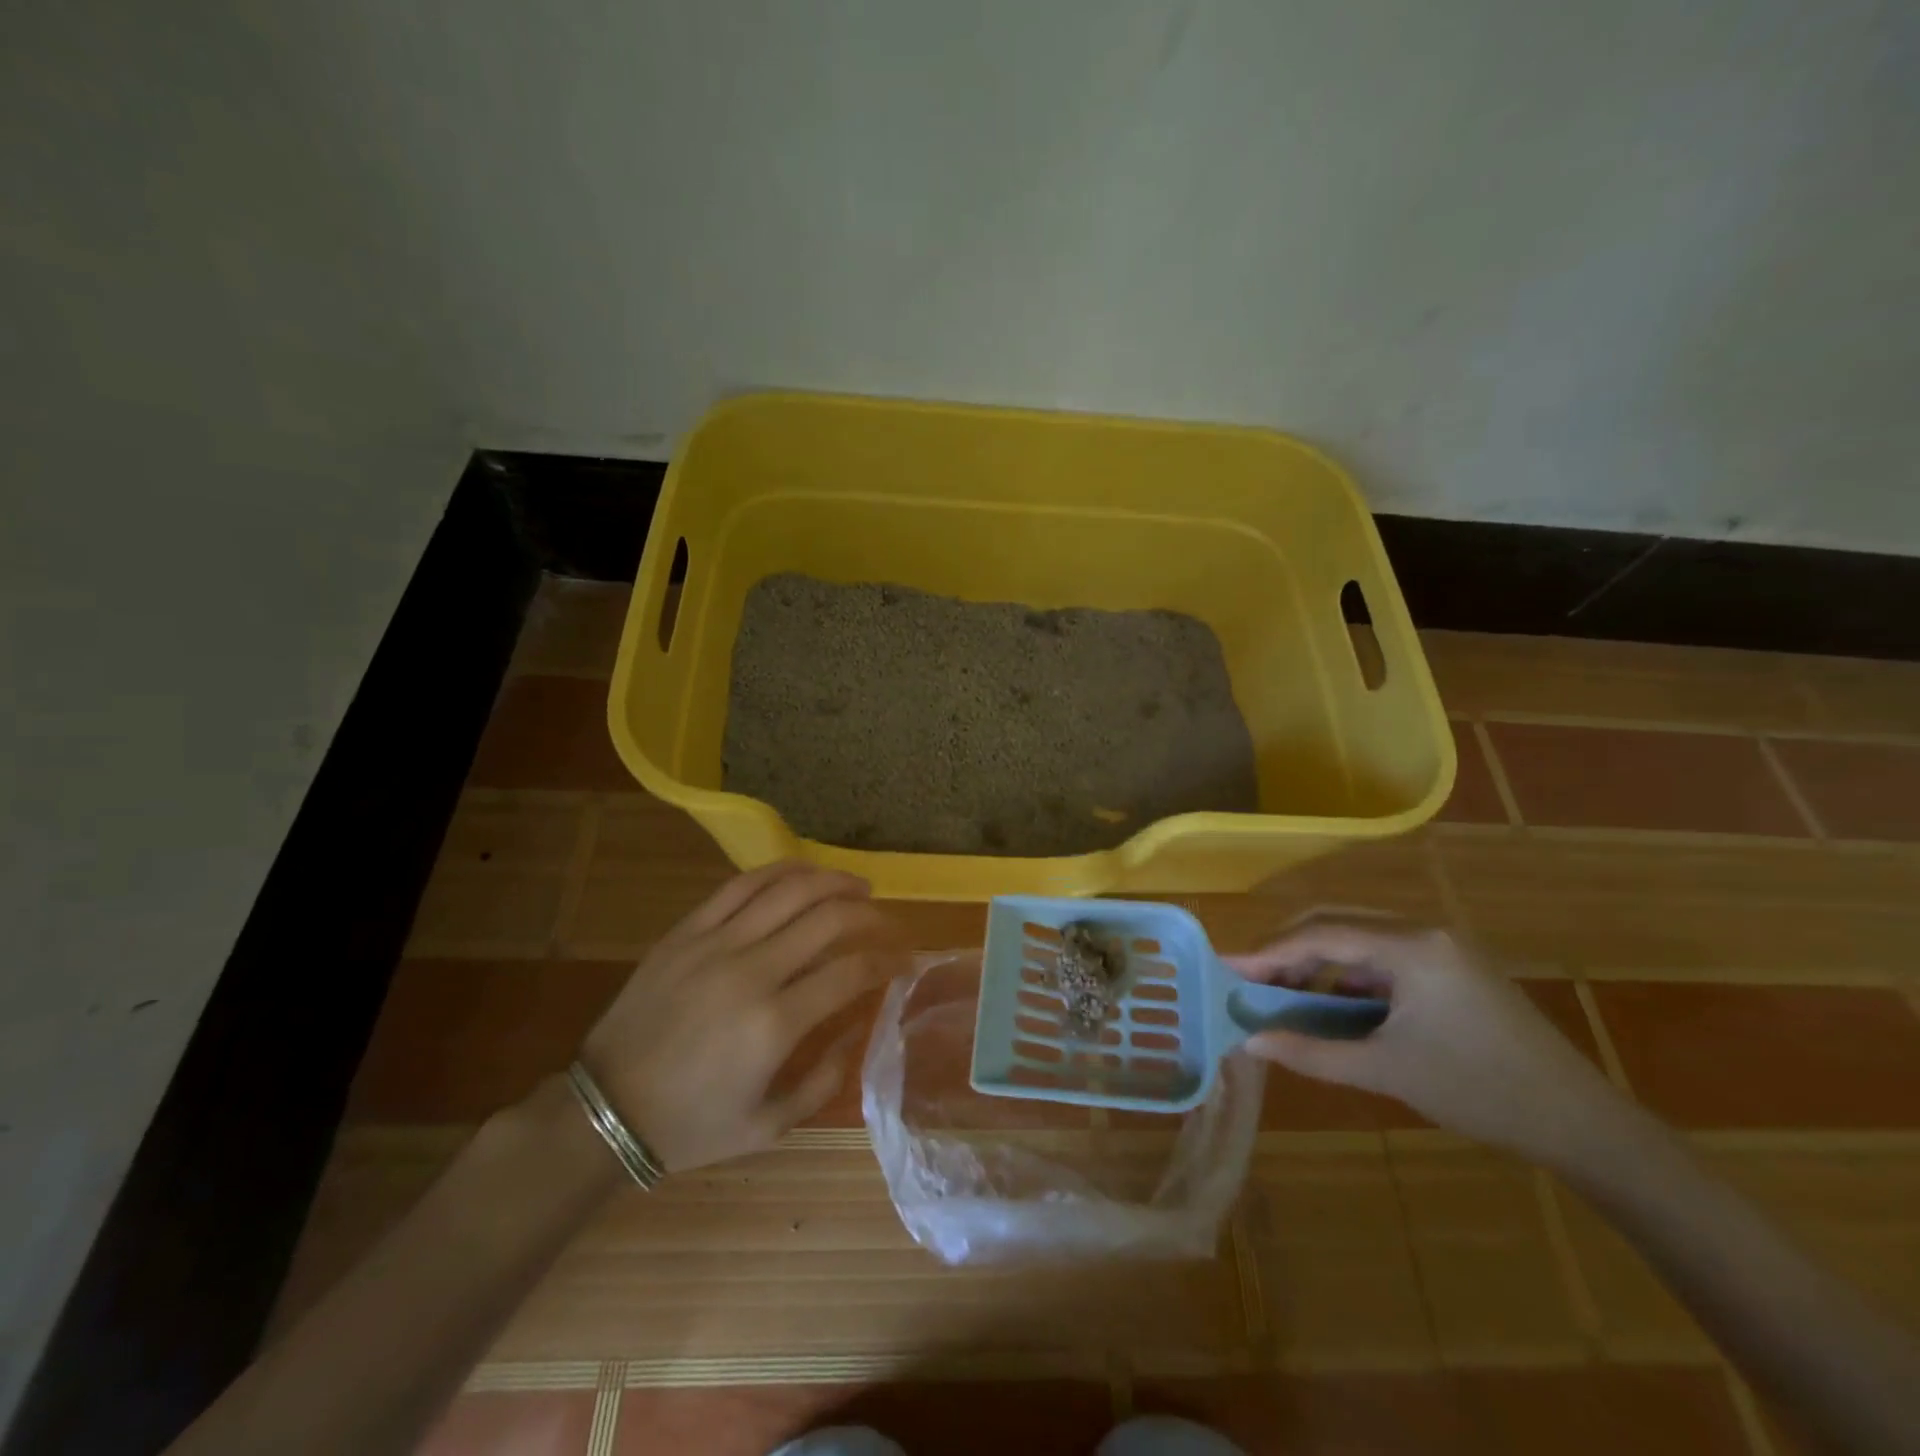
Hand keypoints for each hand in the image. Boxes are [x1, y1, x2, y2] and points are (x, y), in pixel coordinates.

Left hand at [577, 862, 905, 1173]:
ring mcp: (716, 944)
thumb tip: (860, 1027)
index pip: (851, 971)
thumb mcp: (769, 1125)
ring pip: (789, 890)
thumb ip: (825, 1079)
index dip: (888, 959)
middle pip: (829, 918)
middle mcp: (752, 971)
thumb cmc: (691, 1125)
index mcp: (776, 1024)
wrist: (605, 1110)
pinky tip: (804, 872)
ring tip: (857, 886)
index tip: (906, 959)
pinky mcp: (686, 931)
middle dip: (869, 914)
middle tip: (886, 921)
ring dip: (833, 881)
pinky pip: (740, 885)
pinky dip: (780, 871)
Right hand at [1227, 921, 1625, 1165]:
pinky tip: (1333, 1003)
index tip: (1229, 969)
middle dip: (1288, 950)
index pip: (1322, 934)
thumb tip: (1251, 1042)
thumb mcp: (1387, 1071)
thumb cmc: (1481, 1093)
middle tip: (1251, 979)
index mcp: (1412, 946)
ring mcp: (1441, 947)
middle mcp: (1424, 931)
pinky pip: (1382, 957)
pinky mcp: (1450, 967)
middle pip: (1336, 922)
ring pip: (1358, 937)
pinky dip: (1348, 975)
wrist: (1583, 1125)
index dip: (1269, 951)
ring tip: (1285, 995)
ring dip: (1317, 962)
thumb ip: (1312, 1052)